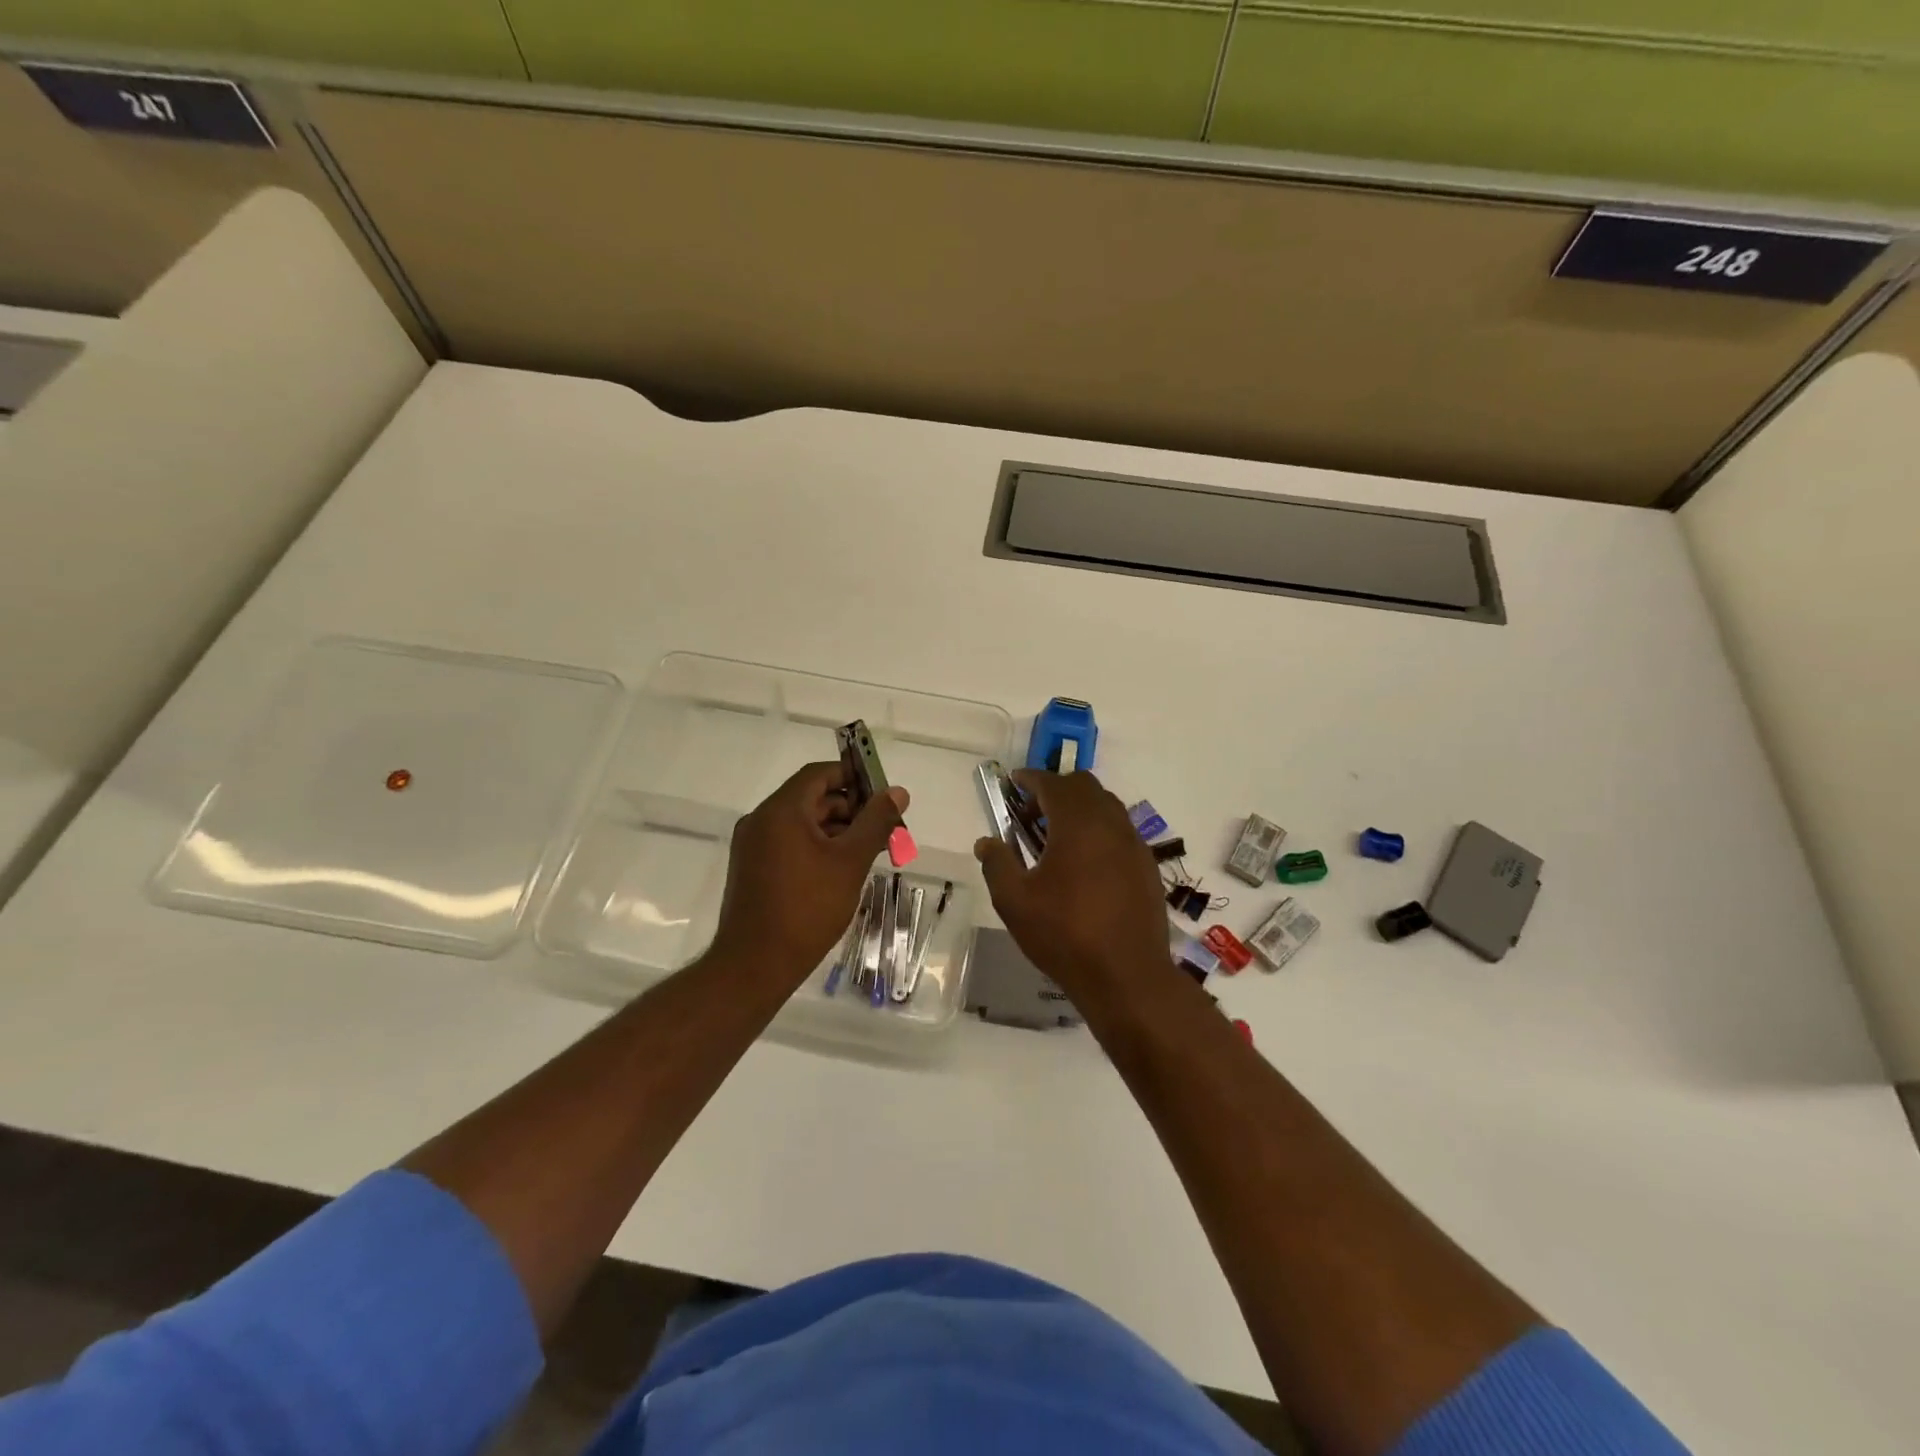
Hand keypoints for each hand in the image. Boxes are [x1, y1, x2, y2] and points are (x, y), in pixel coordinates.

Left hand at [710, 761, 908, 981]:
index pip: (819, 774)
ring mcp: (753, 846)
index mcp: (781, 810)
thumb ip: (876, 822)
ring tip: (871, 852)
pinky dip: (818, 847)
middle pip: (812, 798)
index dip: (853, 776)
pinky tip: (843, 869)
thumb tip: (897, 792)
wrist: (755, 965)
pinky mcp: (753, 869)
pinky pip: (790, 843)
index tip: (883, 793)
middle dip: (851, 808)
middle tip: (885, 829)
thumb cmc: (807, 908)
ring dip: (838, 830)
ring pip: (802, 823)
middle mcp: (761, 820)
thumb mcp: (850, 862)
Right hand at [974, 770, 1171, 1006]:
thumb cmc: (1065, 935)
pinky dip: (1099, 831)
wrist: (1128, 977)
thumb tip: (987, 842)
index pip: (1053, 784)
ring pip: (1107, 807)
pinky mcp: (1147, 867)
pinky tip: (1084, 864)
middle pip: (1084, 786)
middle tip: (1031, 813)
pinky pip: (1120, 832)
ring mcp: (1134, 845)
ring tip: (1056, 839)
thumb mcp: (1015, 902)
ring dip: (1080, 809)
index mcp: (1078, 824)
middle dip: (1056, 790)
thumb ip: (997, 865)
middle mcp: (1111, 824)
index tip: (1013, 782)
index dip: (1031, 778)